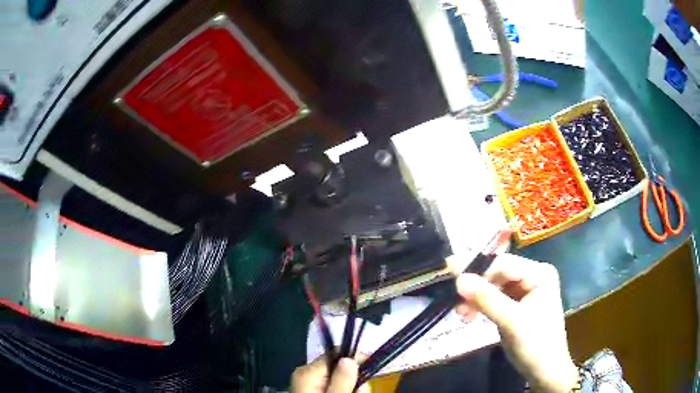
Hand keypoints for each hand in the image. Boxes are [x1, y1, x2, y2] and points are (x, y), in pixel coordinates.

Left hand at [291, 355, 369, 392]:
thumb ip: (342, 381)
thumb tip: (349, 359)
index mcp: (308, 372)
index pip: (335, 354)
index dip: (355, 359)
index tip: (372, 369)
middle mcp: (307, 374)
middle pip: (339, 368)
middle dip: (355, 380)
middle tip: (360, 392)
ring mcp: (310, 384)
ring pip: (340, 380)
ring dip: (352, 389)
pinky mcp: (314, 392)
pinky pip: (334, 387)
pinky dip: (344, 392)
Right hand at [455, 254, 577, 392]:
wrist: (545, 370)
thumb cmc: (535, 344)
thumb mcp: (512, 322)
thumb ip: (487, 299)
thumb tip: (458, 279)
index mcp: (539, 273)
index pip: (504, 264)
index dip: (477, 270)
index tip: (451, 279)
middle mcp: (533, 276)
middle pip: (497, 274)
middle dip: (476, 289)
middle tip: (455, 304)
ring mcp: (525, 291)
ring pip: (494, 287)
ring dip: (476, 299)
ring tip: (462, 315)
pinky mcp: (517, 305)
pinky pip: (495, 299)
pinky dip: (481, 307)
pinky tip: (471, 316)